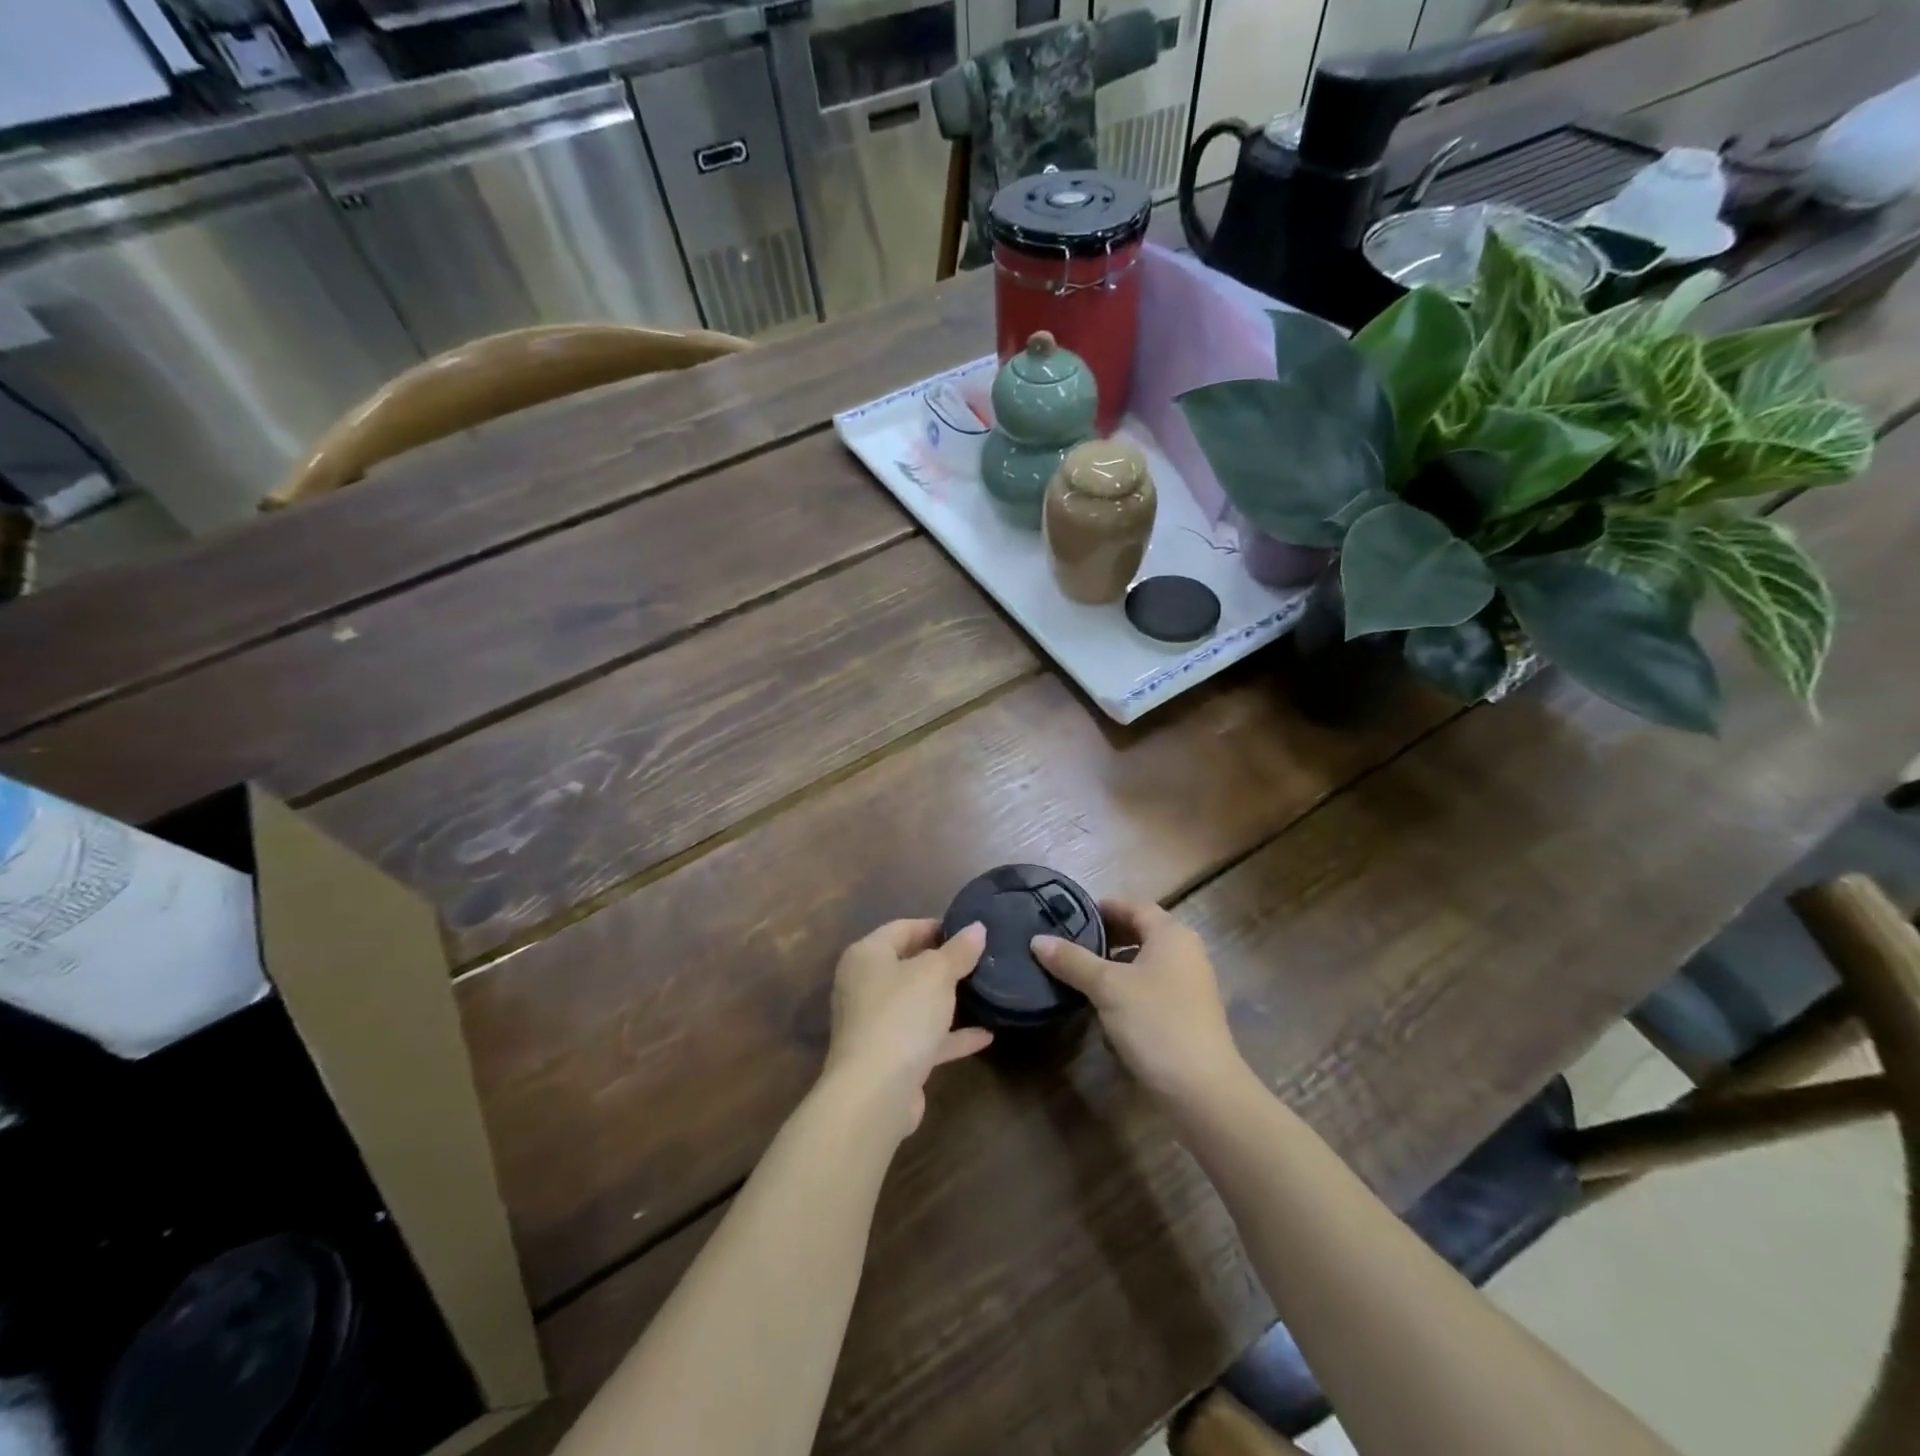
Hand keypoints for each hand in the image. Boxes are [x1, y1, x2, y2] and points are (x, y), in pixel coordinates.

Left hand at [823, 919, 992, 1137]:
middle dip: (943, 963)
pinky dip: (950, 1035)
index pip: (902, 928)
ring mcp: (875, 1024)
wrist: (875, 1093)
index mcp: (867, 956)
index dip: (935, 926)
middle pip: (908, 965)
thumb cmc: (901, 1015)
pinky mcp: (889, 1057)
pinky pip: (924, 1037)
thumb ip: (958, 951)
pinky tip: (985, 1036)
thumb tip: (977, 928)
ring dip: (947, 1000)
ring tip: (984, 990)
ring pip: (916, 1003)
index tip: (969, 930)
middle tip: (980, 958)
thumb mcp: (936, 974)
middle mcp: (864, 986)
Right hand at [1033, 898, 1243, 1099]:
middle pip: (1140, 932)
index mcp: (1171, 934)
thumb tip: (1037, 940)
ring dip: (1114, 964)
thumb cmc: (1156, 1023)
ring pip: (1145, 961)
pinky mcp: (1187, 1012)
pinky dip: (1128, 987)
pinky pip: (1152, 986)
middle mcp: (1185, 952)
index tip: (1069, 914)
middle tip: (1068, 943)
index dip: (1102, 907)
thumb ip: (1073, 960)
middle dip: (1105, 936)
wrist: (1202, 1090)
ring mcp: (1190, 984)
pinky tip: (1104, 1004)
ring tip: (1079, 972)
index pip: (1133, 905)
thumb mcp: (1107, 987)